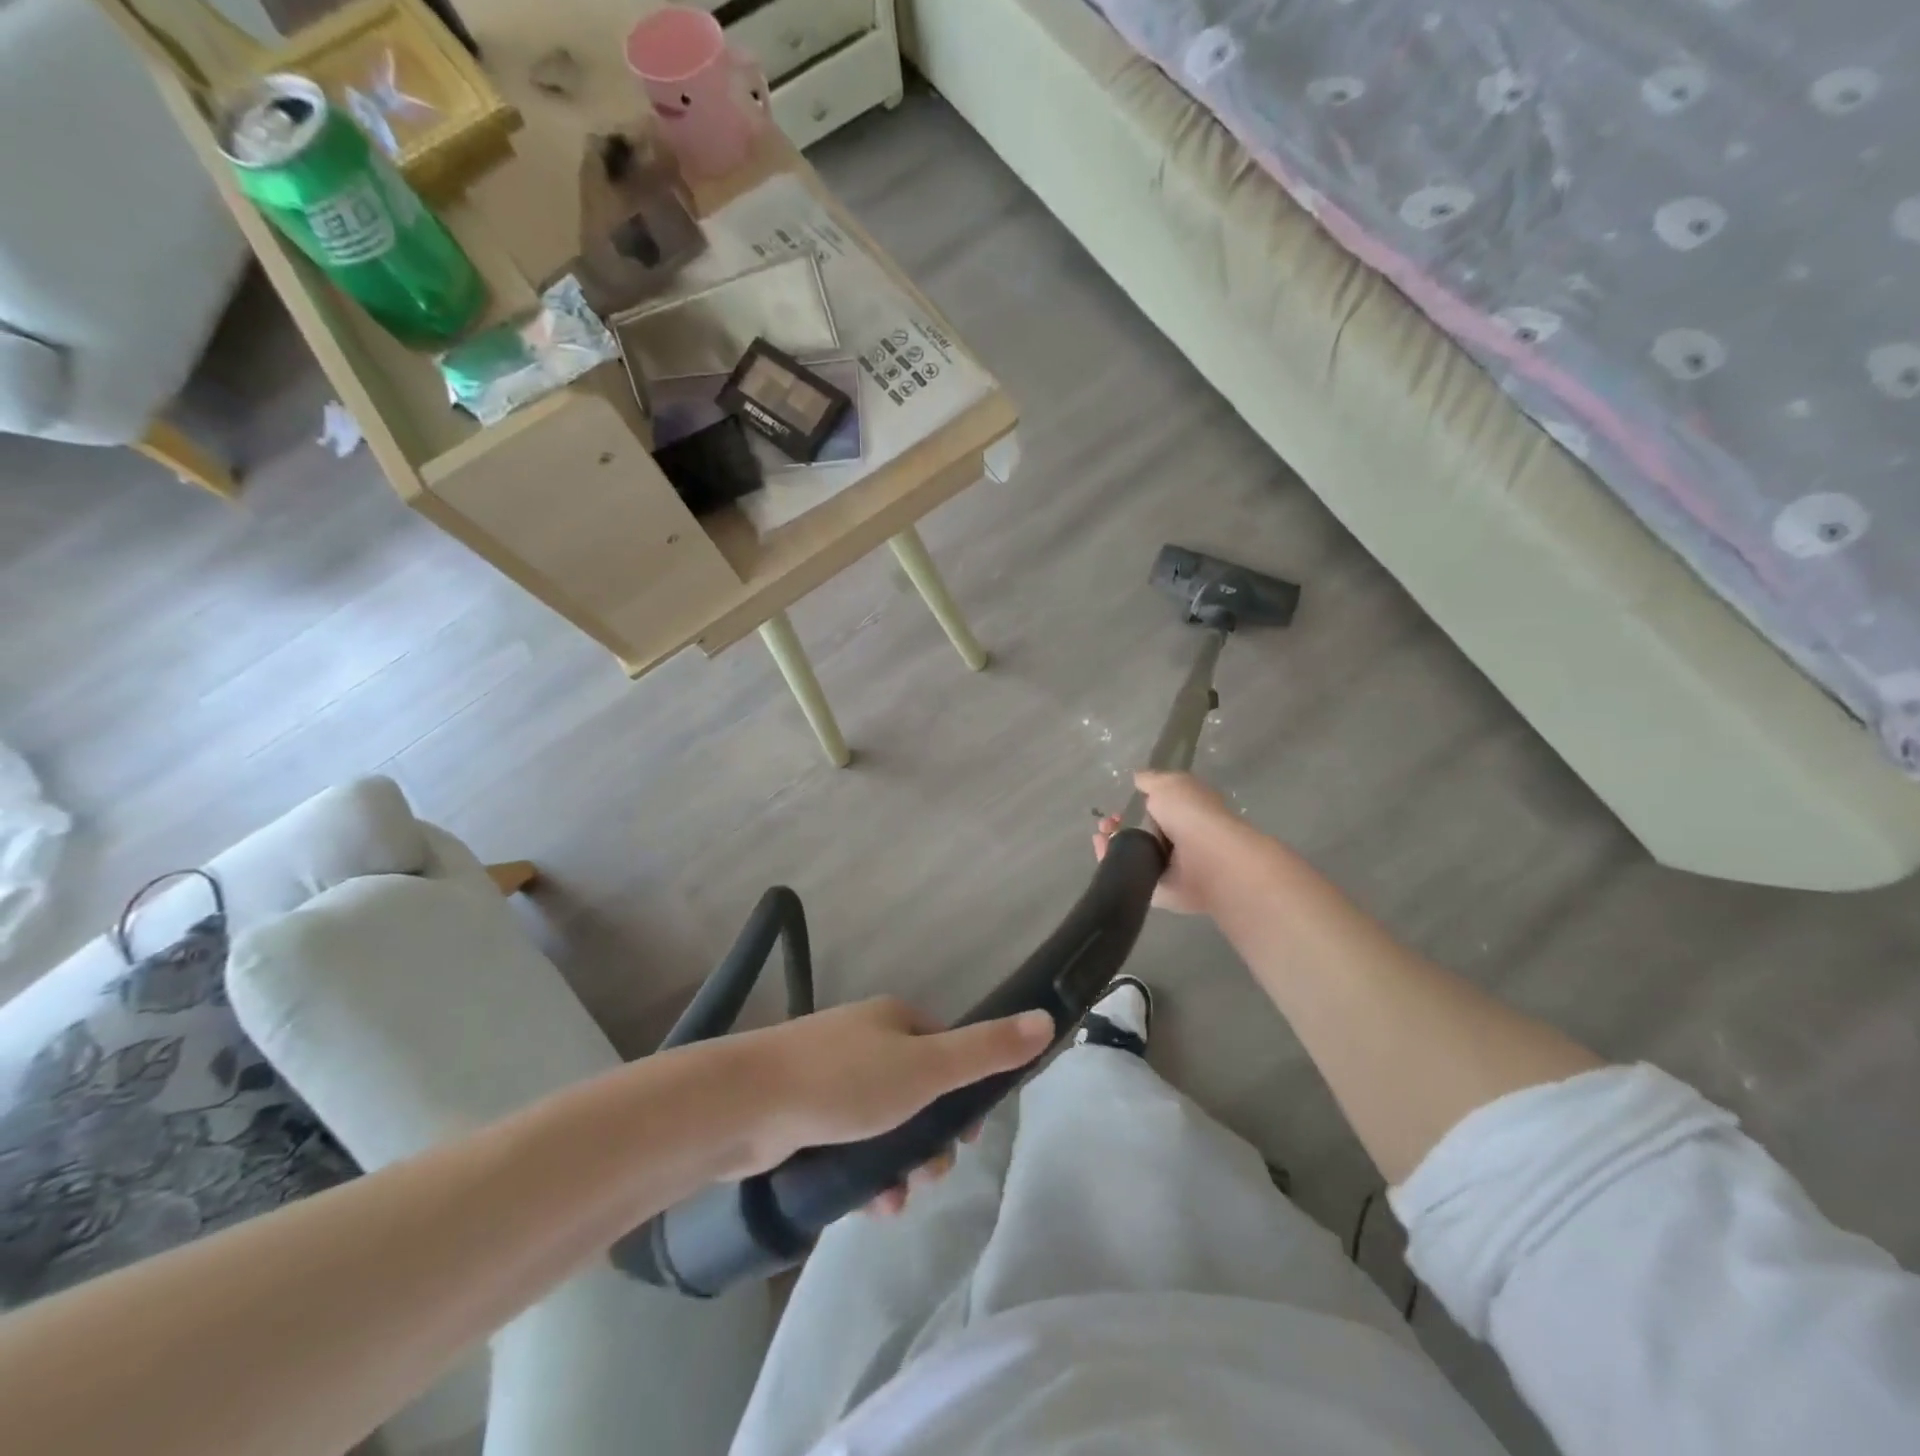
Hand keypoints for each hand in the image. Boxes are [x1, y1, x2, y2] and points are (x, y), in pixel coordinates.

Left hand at [723, 998, 1053, 1209]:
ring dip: (898, 1162)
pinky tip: (866, 1204)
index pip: (946, 1049)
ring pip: (882, 1122)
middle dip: (930, 1137)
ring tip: (896, 1200)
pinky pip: (847, 1142)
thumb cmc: (844, 1082)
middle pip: (916, 1090)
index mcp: (893, 1018)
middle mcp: (863, 1038)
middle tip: (931, 1174)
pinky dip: (862, 1172)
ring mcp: (828, 1074)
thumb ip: (986, 1050)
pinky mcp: (801, 1111)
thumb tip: (1046, 1018)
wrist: (744, 1104)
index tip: (971, 1135)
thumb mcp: (927, 1068)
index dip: (964, 1092)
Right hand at [1094, 771, 1256, 914]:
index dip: (1133, 806)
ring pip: (1132, 853)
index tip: (1117, 807)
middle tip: (1105, 824)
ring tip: (1100, 837)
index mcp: (1185, 812)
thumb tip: (1139, 779)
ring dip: (1112, 844)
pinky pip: (1129, 874)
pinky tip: (1103, 853)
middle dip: (1118, 826)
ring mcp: (1168, 866)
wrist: (1207, 860)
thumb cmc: (1190, 815)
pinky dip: (1113, 864)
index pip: (1155, 809)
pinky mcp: (1158, 889)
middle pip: (1140, 832)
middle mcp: (1178, 839)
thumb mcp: (1169, 784)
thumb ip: (1151, 781)